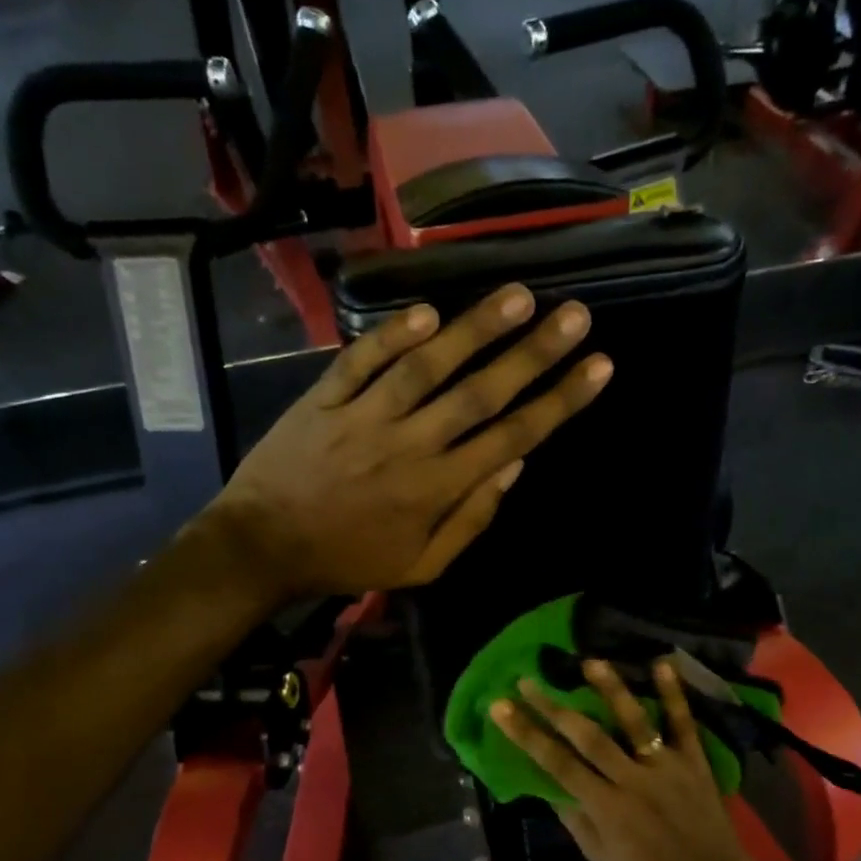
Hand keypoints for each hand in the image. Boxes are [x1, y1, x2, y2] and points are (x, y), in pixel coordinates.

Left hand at [208, 284, 610, 599]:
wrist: (262, 547)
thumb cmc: (349, 560)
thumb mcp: (421, 566)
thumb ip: (472, 521)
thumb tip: (516, 467)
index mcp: (438, 490)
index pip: (513, 437)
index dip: (560, 401)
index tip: (598, 367)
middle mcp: (410, 446)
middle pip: (481, 393)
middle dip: (534, 353)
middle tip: (575, 314)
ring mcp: (364, 417)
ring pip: (427, 367)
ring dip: (475, 329)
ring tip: (518, 294)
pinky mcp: (324, 399)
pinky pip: (361, 361)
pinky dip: (392, 336)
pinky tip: (427, 311)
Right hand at [490, 657, 761, 860]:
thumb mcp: (603, 859)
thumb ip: (576, 819)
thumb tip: (548, 784)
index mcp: (606, 808)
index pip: (557, 764)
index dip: (526, 734)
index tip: (501, 707)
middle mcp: (632, 780)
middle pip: (587, 736)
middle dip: (553, 707)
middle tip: (528, 680)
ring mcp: (666, 767)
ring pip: (634, 722)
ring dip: (611, 689)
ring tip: (590, 662)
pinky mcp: (694, 762)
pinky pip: (684, 724)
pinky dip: (674, 694)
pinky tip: (661, 664)